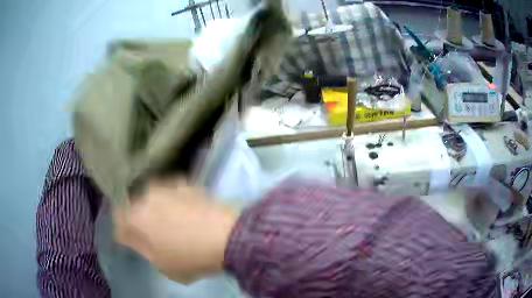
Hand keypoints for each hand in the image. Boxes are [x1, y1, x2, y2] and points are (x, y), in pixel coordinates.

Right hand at [114, 179, 237, 283]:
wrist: (227, 237)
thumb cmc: (190, 258)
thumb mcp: (161, 265)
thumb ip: (140, 248)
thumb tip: (130, 237)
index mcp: (135, 218)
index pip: (119, 221)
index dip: (124, 232)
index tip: (131, 241)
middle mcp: (146, 196)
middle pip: (134, 207)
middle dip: (138, 219)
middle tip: (151, 233)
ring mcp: (166, 186)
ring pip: (151, 197)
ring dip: (155, 208)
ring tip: (170, 221)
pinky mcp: (184, 183)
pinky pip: (171, 192)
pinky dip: (173, 201)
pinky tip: (185, 211)